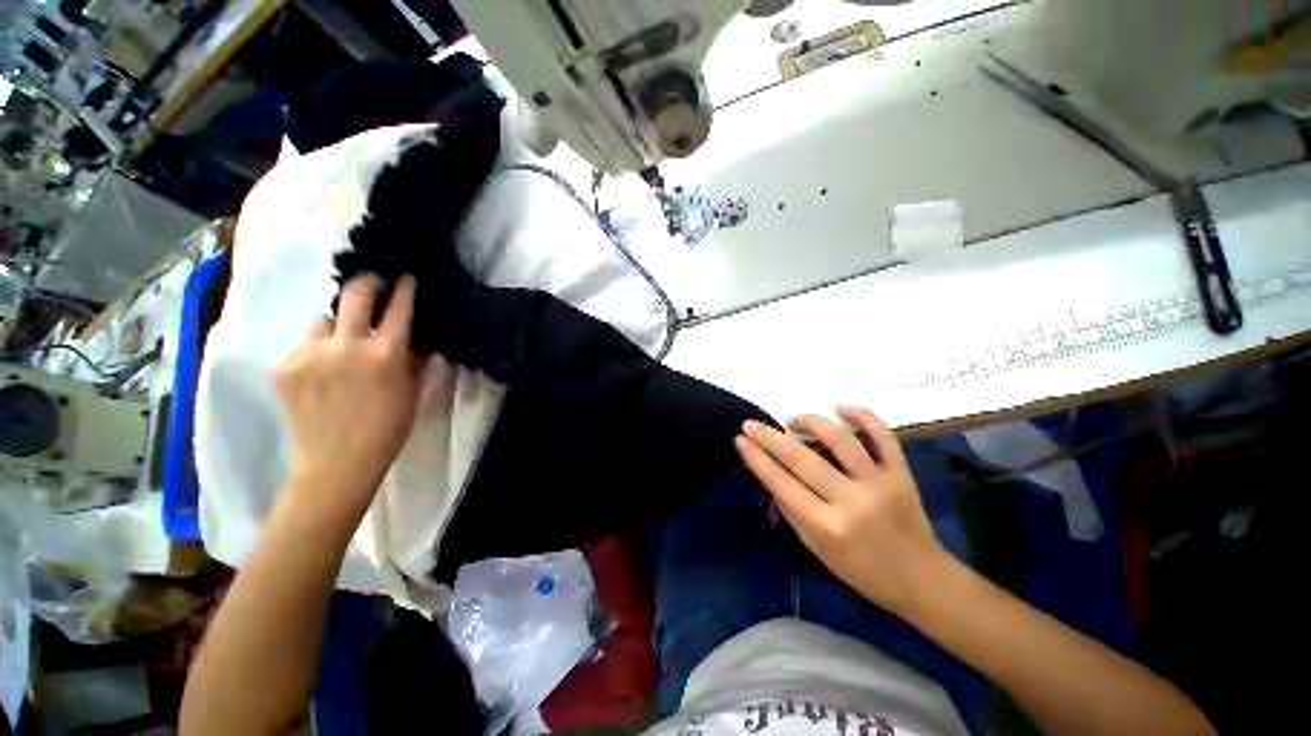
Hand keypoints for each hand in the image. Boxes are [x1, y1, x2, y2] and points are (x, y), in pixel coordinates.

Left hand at [272, 274, 426, 512]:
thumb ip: (413, 357)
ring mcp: (310, 353)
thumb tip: (412, 333)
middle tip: (373, 282)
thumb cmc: (387, 428)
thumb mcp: (412, 390)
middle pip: (354, 294)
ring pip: (324, 318)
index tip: (404, 276)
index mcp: (385, 354)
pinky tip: (323, 368)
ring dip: (337, 323)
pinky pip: (305, 343)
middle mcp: (346, 345)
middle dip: (367, 282)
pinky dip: (317, 348)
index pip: (398, 308)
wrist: (337, 462)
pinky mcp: (284, 365)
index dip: (403, 289)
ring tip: (342, 341)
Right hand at [735, 407, 950, 615]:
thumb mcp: (816, 548)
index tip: (741, 440)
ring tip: (793, 420)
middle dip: (770, 437)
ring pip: (840, 440)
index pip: (782, 483)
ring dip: (811, 422)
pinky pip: (884, 436)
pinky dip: (863, 416)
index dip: (758, 459)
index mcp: (827, 526)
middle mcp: (852, 501)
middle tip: (752, 424)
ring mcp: (880, 484)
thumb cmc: (862, 570)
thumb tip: (769, 474)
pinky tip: (840, 407)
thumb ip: (791, 510)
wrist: (922, 579)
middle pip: (802, 458)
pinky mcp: (901, 474)